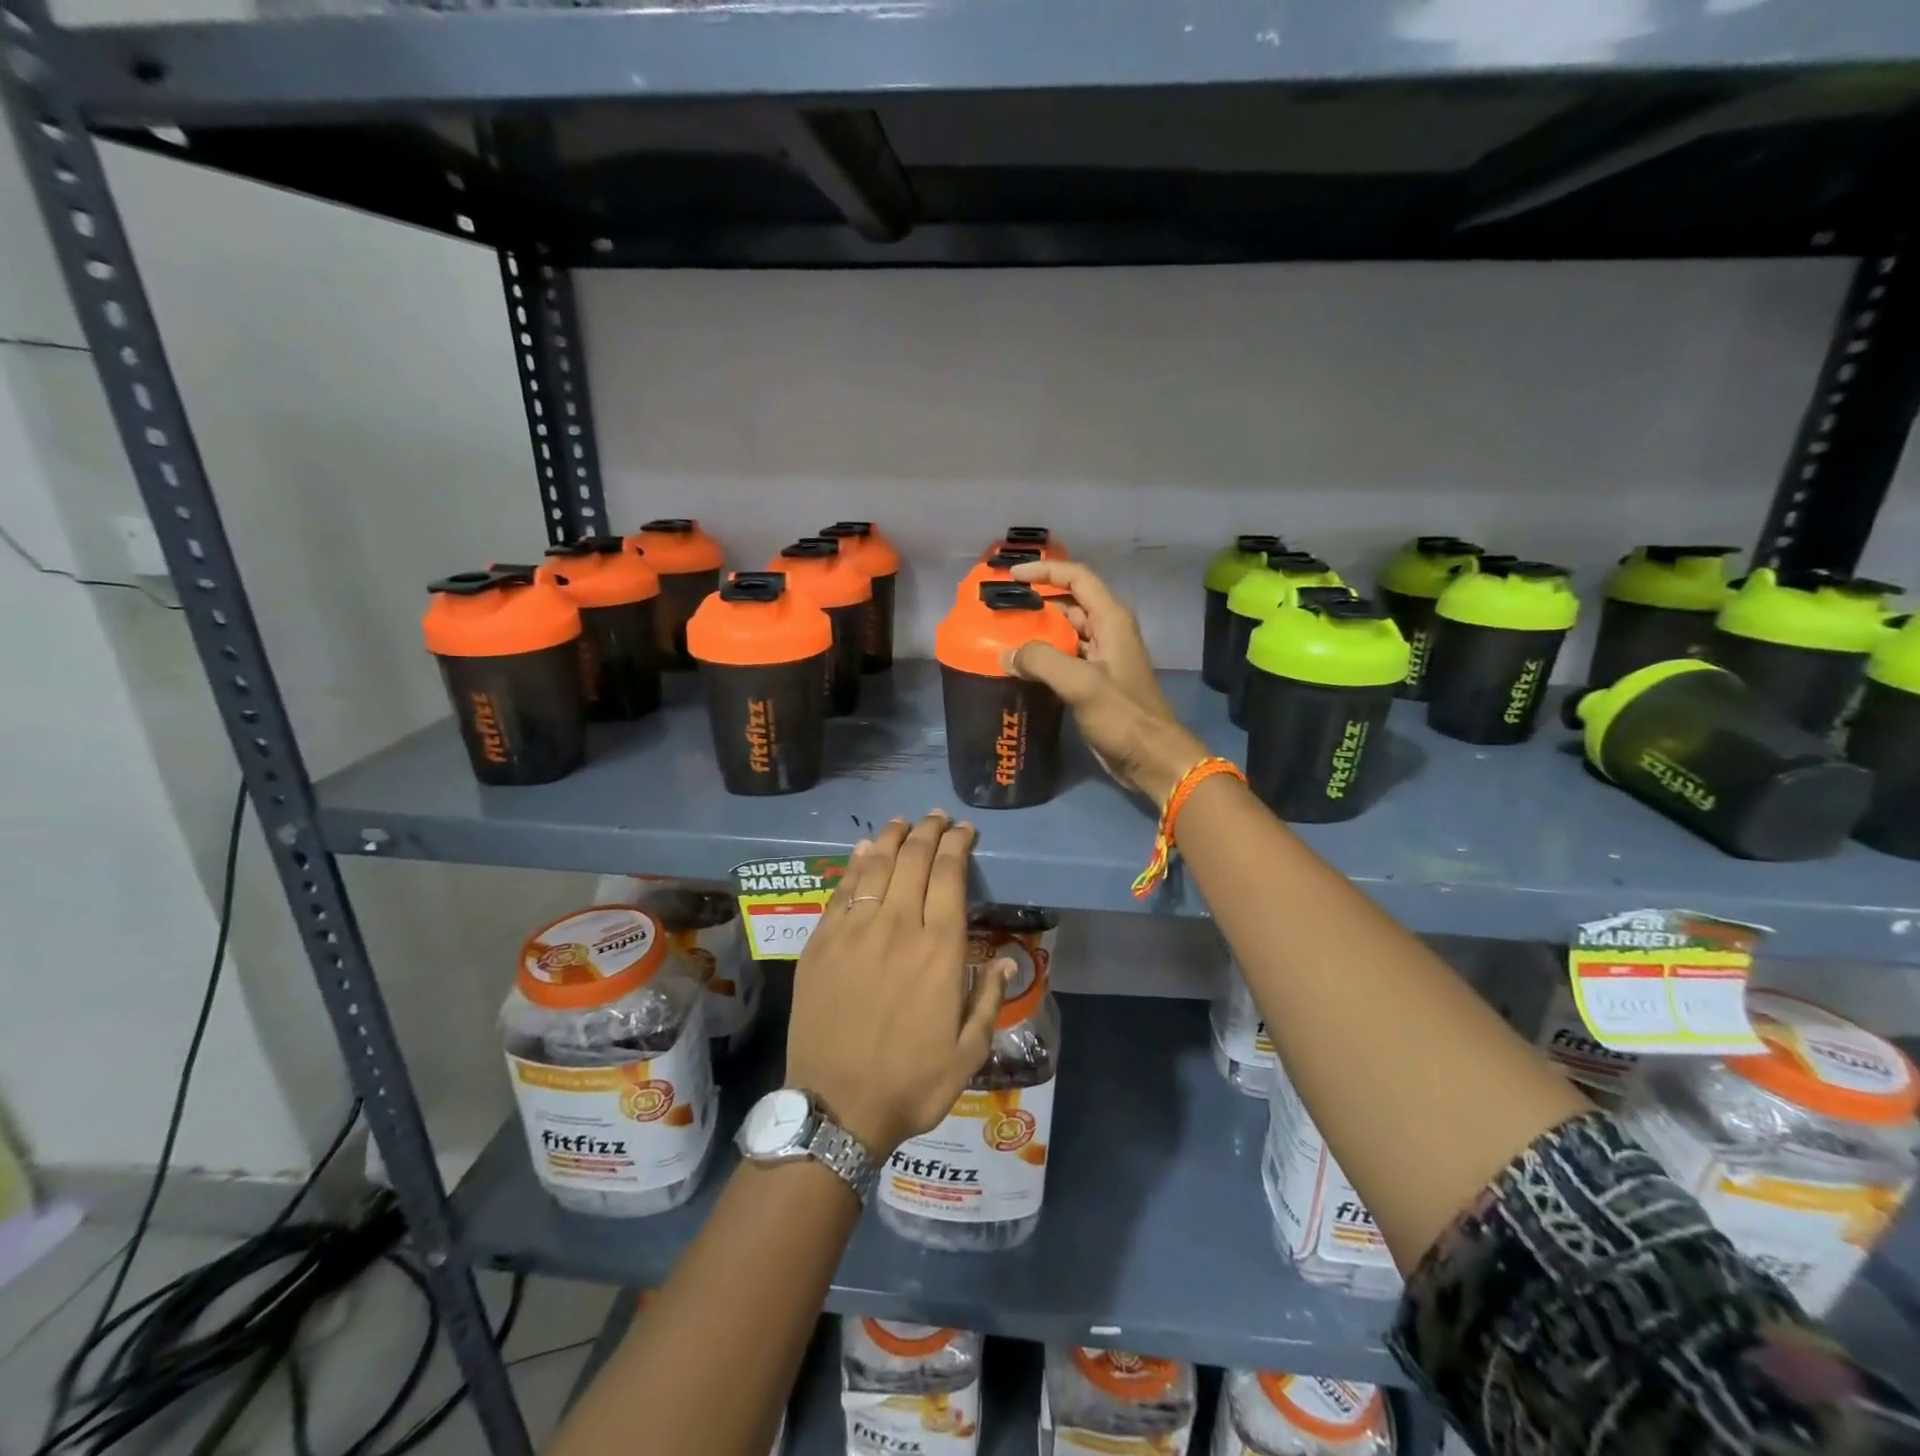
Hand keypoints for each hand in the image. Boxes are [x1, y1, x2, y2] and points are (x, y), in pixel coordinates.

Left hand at [786, 812, 1010, 1155]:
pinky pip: (841, 892)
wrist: (836, 1108)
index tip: (964, 830)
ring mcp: (854, 932)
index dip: (957, 845)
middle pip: (913, 861)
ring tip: (901, 822)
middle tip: (936, 817)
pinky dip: (854, 865)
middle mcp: (898, 927)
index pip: (950, 876)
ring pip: (875, 867)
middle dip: (928, 832)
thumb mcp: (968, 1052)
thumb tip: (1006, 960)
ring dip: (891, 838)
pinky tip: (861, 851)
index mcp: (939, 950)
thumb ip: (989, 1000)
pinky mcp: (821, 943)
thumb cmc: (911, 1082)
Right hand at [1007, 560, 1207, 803]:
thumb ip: (1041, 661)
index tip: (1012, 574)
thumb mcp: (1081, 683)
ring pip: (1065, 632)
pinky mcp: (1095, 682)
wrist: (1150, 758)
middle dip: (1036, 600)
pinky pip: (1064, 658)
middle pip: (1069, 603)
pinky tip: (1019, 666)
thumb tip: (1006, 654)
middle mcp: (1108, 632)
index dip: (1045, 571)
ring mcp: (1102, 658)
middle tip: (1001, 606)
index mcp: (1111, 620)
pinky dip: (1043, 657)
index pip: (1077, 578)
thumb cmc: (1122, 715)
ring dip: (1037, 630)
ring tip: (1002, 633)